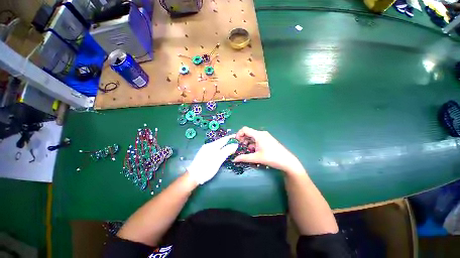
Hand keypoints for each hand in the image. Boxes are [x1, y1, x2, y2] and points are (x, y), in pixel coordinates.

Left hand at [187, 135, 238, 183]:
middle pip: (221, 141)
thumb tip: (235, 144)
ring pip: (218, 144)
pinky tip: (223, 150)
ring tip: (231, 146)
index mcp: (212, 145)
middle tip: (236, 142)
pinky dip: (220, 148)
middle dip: (228, 141)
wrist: (193, 176)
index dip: (231, 137)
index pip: (224, 139)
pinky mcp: (204, 153)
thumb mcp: (218, 159)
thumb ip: (227, 151)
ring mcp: (206, 149)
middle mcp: (209, 145)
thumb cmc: (207, 168)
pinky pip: (215, 148)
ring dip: (225, 144)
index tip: (237, 136)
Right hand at [233, 127, 305, 174]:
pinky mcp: (267, 140)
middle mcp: (261, 134)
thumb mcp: (256, 158)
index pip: (245, 129)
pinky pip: (257, 140)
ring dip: (248, 143)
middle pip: (248, 133)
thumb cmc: (272, 158)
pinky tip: (254, 151)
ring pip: (253, 137)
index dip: (239, 134)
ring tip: (247, 151)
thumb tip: (234, 159)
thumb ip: (244, 158)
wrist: (287, 161)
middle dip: (243, 139)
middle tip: (240, 147)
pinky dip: (253, 144)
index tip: (236, 142)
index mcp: (258, 135)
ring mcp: (265, 137)